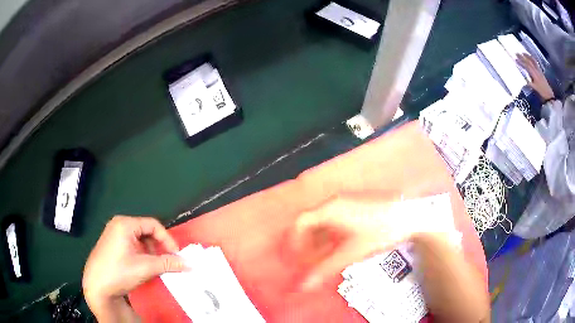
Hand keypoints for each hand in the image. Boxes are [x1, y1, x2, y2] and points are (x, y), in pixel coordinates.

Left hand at [83, 216, 185, 320]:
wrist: (97, 286)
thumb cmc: (119, 272)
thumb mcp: (145, 268)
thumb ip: (168, 263)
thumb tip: (189, 264)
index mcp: (125, 224)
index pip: (153, 225)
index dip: (167, 239)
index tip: (176, 255)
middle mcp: (118, 225)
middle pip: (146, 231)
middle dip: (158, 246)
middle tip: (166, 261)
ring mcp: (113, 234)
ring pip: (139, 239)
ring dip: (150, 251)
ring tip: (154, 266)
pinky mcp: (111, 245)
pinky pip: (131, 244)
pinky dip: (141, 254)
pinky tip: (141, 266)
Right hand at [292, 193, 455, 290]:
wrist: (409, 216)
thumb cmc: (381, 231)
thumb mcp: (351, 253)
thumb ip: (325, 269)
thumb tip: (305, 284)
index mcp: (331, 209)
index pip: (301, 222)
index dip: (295, 241)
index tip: (297, 258)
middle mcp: (336, 202)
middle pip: (311, 224)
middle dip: (308, 245)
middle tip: (310, 262)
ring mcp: (347, 203)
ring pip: (324, 224)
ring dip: (320, 242)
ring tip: (325, 259)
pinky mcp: (357, 207)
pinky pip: (336, 222)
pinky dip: (332, 237)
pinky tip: (340, 249)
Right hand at [517, 53, 554, 100]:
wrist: (549, 97)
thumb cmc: (542, 94)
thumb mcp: (535, 90)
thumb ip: (530, 84)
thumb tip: (524, 81)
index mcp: (535, 75)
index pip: (527, 66)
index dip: (521, 62)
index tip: (515, 59)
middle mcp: (537, 71)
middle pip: (529, 62)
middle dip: (523, 57)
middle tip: (517, 53)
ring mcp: (539, 71)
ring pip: (533, 61)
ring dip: (528, 56)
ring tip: (523, 53)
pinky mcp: (541, 73)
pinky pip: (536, 64)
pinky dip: (533, 59)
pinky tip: (531, 58)